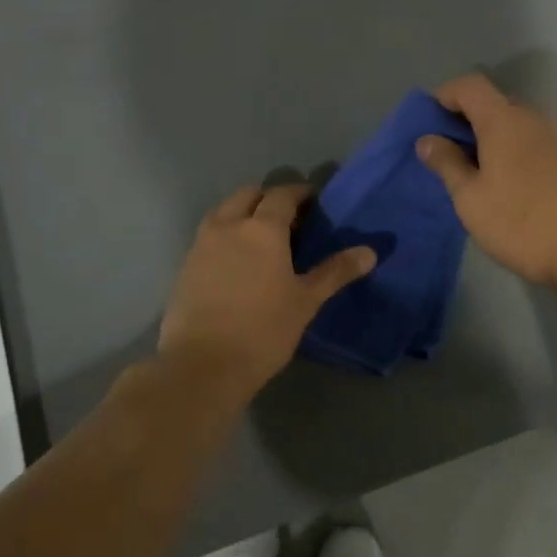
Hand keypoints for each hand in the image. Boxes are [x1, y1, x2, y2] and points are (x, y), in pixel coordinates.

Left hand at [158, 183, 376, 401]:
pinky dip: (226, 234)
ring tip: (261, 238)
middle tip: (288, 219)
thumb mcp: (306, 301)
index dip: (300, 192)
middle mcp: (229, 225)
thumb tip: (370, 252)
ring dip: (243, 212)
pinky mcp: (186, 265)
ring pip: (224, 211)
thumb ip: (335, 272)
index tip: (314, 201)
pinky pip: (209, 234)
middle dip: (268, 198)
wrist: (202, 364)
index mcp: (262, 229)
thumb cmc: (263, 330)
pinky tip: (237, 261)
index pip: (282, 194)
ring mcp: (202, 244)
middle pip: (248, 194)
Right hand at [416, 73, 556, 291]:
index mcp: (503, 121)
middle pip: (494, 102)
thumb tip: (427, 139)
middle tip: (448, 151)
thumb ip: (446, 163)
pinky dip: (514, 150)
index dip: (445, 95)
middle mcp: (533, 119)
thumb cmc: (518, 223)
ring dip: (492, 136)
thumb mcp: (469, 198)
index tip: (429, 121)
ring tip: (477, 170)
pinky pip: (534, 142)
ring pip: (516, 123)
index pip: (470, 85)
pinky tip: (509, 184)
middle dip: (467, 118)